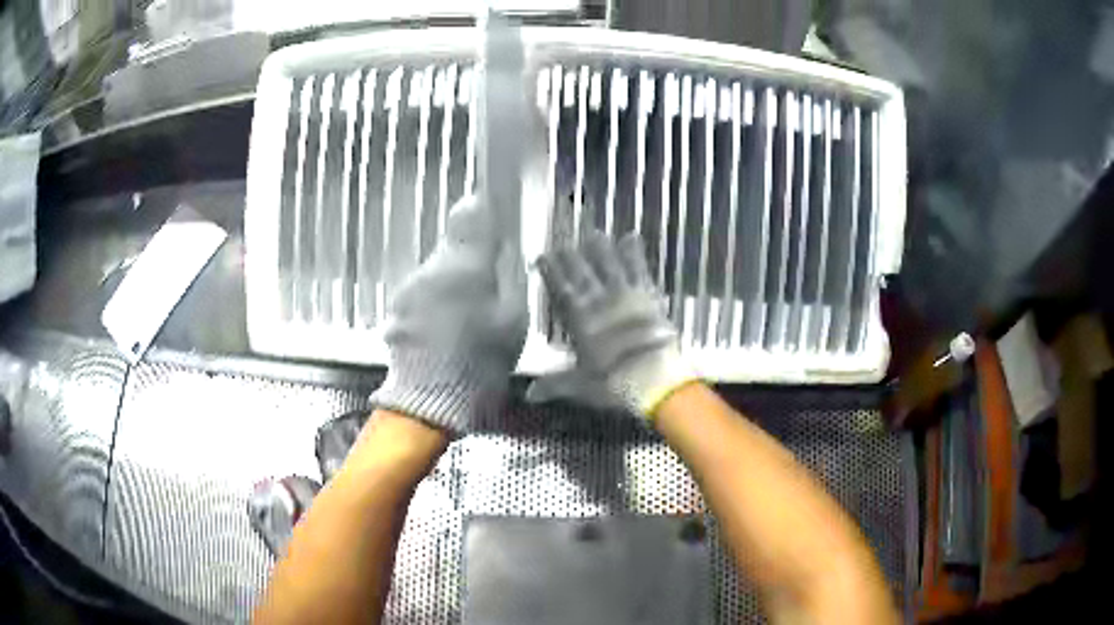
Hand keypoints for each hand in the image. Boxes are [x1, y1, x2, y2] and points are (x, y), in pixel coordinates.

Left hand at [371, 195, 527, 432]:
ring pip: (436, 272)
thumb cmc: (480, 362)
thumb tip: (503, 245)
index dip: (484, 207)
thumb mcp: (512, 318)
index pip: (471, 212)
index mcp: (464, 265)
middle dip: (470, 258)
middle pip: (453, 245)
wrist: (429, 403)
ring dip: (450, 283)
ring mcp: (407, 289)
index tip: (496, 214)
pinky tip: (444, 332)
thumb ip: (507, 274)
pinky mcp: (395, 310)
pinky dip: (433, 303)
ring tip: (465, 318)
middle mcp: (430, 268)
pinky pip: (421, 294)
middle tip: (489, 287)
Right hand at [530, 232, 697, 418]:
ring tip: (595, 234)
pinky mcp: (649, 295)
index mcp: (580, 319)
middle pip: (583, 271)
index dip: (551, 271)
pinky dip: (635, 253)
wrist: (654, 378)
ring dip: (602, 249)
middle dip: (572, 255)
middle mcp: (600, 300)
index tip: (543, 256)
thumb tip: (527, 396)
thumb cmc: (613, 383)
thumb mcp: (579, 385)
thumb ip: (553, 385)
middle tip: (564, 241)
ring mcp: (626, 294)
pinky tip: (632, 237)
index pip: (561, 287)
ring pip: (610, 264)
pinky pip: (640, 268)